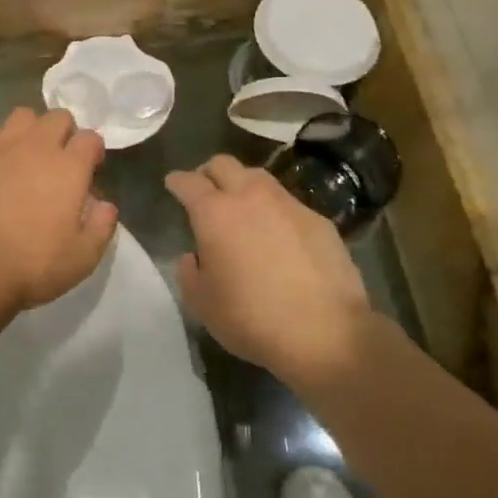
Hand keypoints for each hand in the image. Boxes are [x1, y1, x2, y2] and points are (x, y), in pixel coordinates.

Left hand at [0, 108, 118, 316]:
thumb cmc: (31, 265)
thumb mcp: (82, 258)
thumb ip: (101, 226)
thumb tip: (105, 204)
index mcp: (68, 167)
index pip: (90, 138)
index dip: (93, 151)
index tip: (90, 169)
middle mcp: (36, 146)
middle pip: (58, 117)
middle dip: (64, 132)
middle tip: (59, 161)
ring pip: (22, 117)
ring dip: (30, 131)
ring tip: (25, 157)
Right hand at [164, 156, 372, 385]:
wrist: (325, 333)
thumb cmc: (251, 318)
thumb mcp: (202, 304)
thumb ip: (189, 273)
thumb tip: (194, 257)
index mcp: (214, 213)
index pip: (188, 181)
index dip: (177, 181)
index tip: (173, 185)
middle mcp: (250, 197)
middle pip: (223, 164)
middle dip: (208, 173)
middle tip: (205, 193)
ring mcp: (288, 204)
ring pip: (258, 177)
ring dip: (243, 185)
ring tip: (242, 209)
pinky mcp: (318, 220)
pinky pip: (288, 203)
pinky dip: (275, 211)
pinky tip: (279, 236)